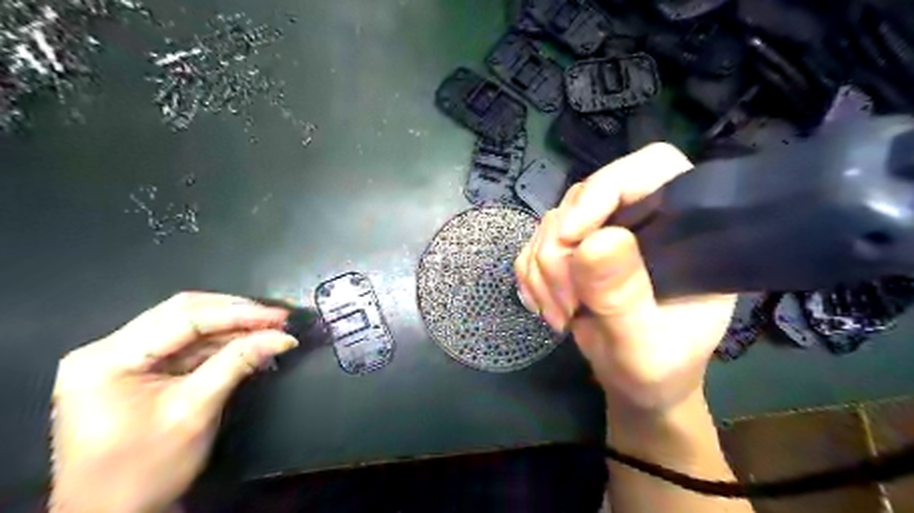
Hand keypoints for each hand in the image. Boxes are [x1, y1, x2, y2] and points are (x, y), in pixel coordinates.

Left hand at [49, 293, 301, 512]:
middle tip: (278, 318)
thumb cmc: (146, 470)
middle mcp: (107, 349)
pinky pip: (183, 345)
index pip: (184, 318)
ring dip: (231, 327)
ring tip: (270, 330)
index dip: (238, 313)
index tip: (280, 316)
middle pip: (182, 313)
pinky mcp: (134, 369)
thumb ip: (238, 363)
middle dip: (235, 313)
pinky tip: (248, 344)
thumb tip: (283, 337)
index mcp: (108, 359)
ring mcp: (119, 358)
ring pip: (185, 325)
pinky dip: (219, 343)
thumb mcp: (196, 411)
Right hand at [514, 142, 732, 414]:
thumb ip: (624, 297)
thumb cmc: (659, 369)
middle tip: (565, 303)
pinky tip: (546, 307)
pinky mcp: (574, 250)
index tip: (572, 238)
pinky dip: (531, 277)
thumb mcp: (646, 345)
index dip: (605, 189)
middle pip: (585, 197)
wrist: (636, 384)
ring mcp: (603, 232)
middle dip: (560, 251)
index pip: (649, 168)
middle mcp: (641, 218)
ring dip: (543, 271)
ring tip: (560, 314)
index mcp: (685, 228)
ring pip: (552, 223)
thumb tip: (595, 241)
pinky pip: (533, 245)